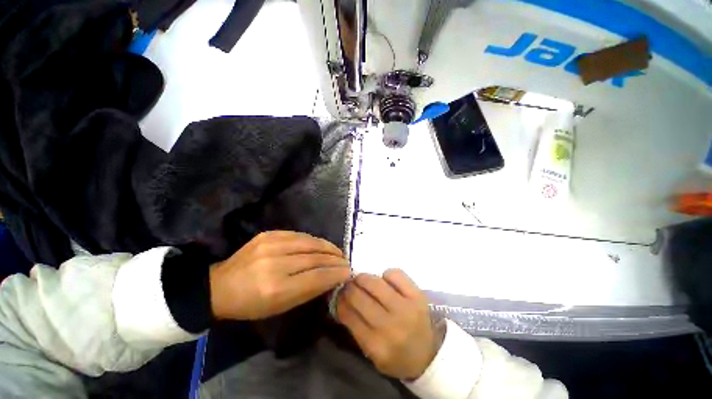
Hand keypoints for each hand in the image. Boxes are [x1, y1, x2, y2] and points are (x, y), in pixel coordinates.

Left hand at [210, 231, 350, 319]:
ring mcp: (271, 244)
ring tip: (338, 251)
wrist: (220, 286)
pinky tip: (321, 244)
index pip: (316, 277)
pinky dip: (314, 240)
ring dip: (328, 247)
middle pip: (315, 257)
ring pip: (310, 242)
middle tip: (346, 261)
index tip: (348, 272)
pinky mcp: (269, 234)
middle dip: (335, 259)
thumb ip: (309, 290)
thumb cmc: (252, 305)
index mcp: (276, 288)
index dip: (335, 273)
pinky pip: (299, 235)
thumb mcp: (281, 307)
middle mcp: (275, 263)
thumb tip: (332, 277)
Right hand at [336, 269, 442, 379]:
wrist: (428, 355)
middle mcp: (391, 326)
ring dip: (363, 278)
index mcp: (376, 345)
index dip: (340, 300)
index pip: (349, 315)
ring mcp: (406, 308)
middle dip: (349, 287)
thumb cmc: (395, 355)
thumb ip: (354, 326)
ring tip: (362, 280)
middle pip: (360, 296)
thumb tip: (340, 299)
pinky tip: (385, 281)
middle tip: (348, 284)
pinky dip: (386, 274)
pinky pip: (395, 274)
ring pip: (375, 282)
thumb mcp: (370, 352)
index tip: (338, 294)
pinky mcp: (417, 296)